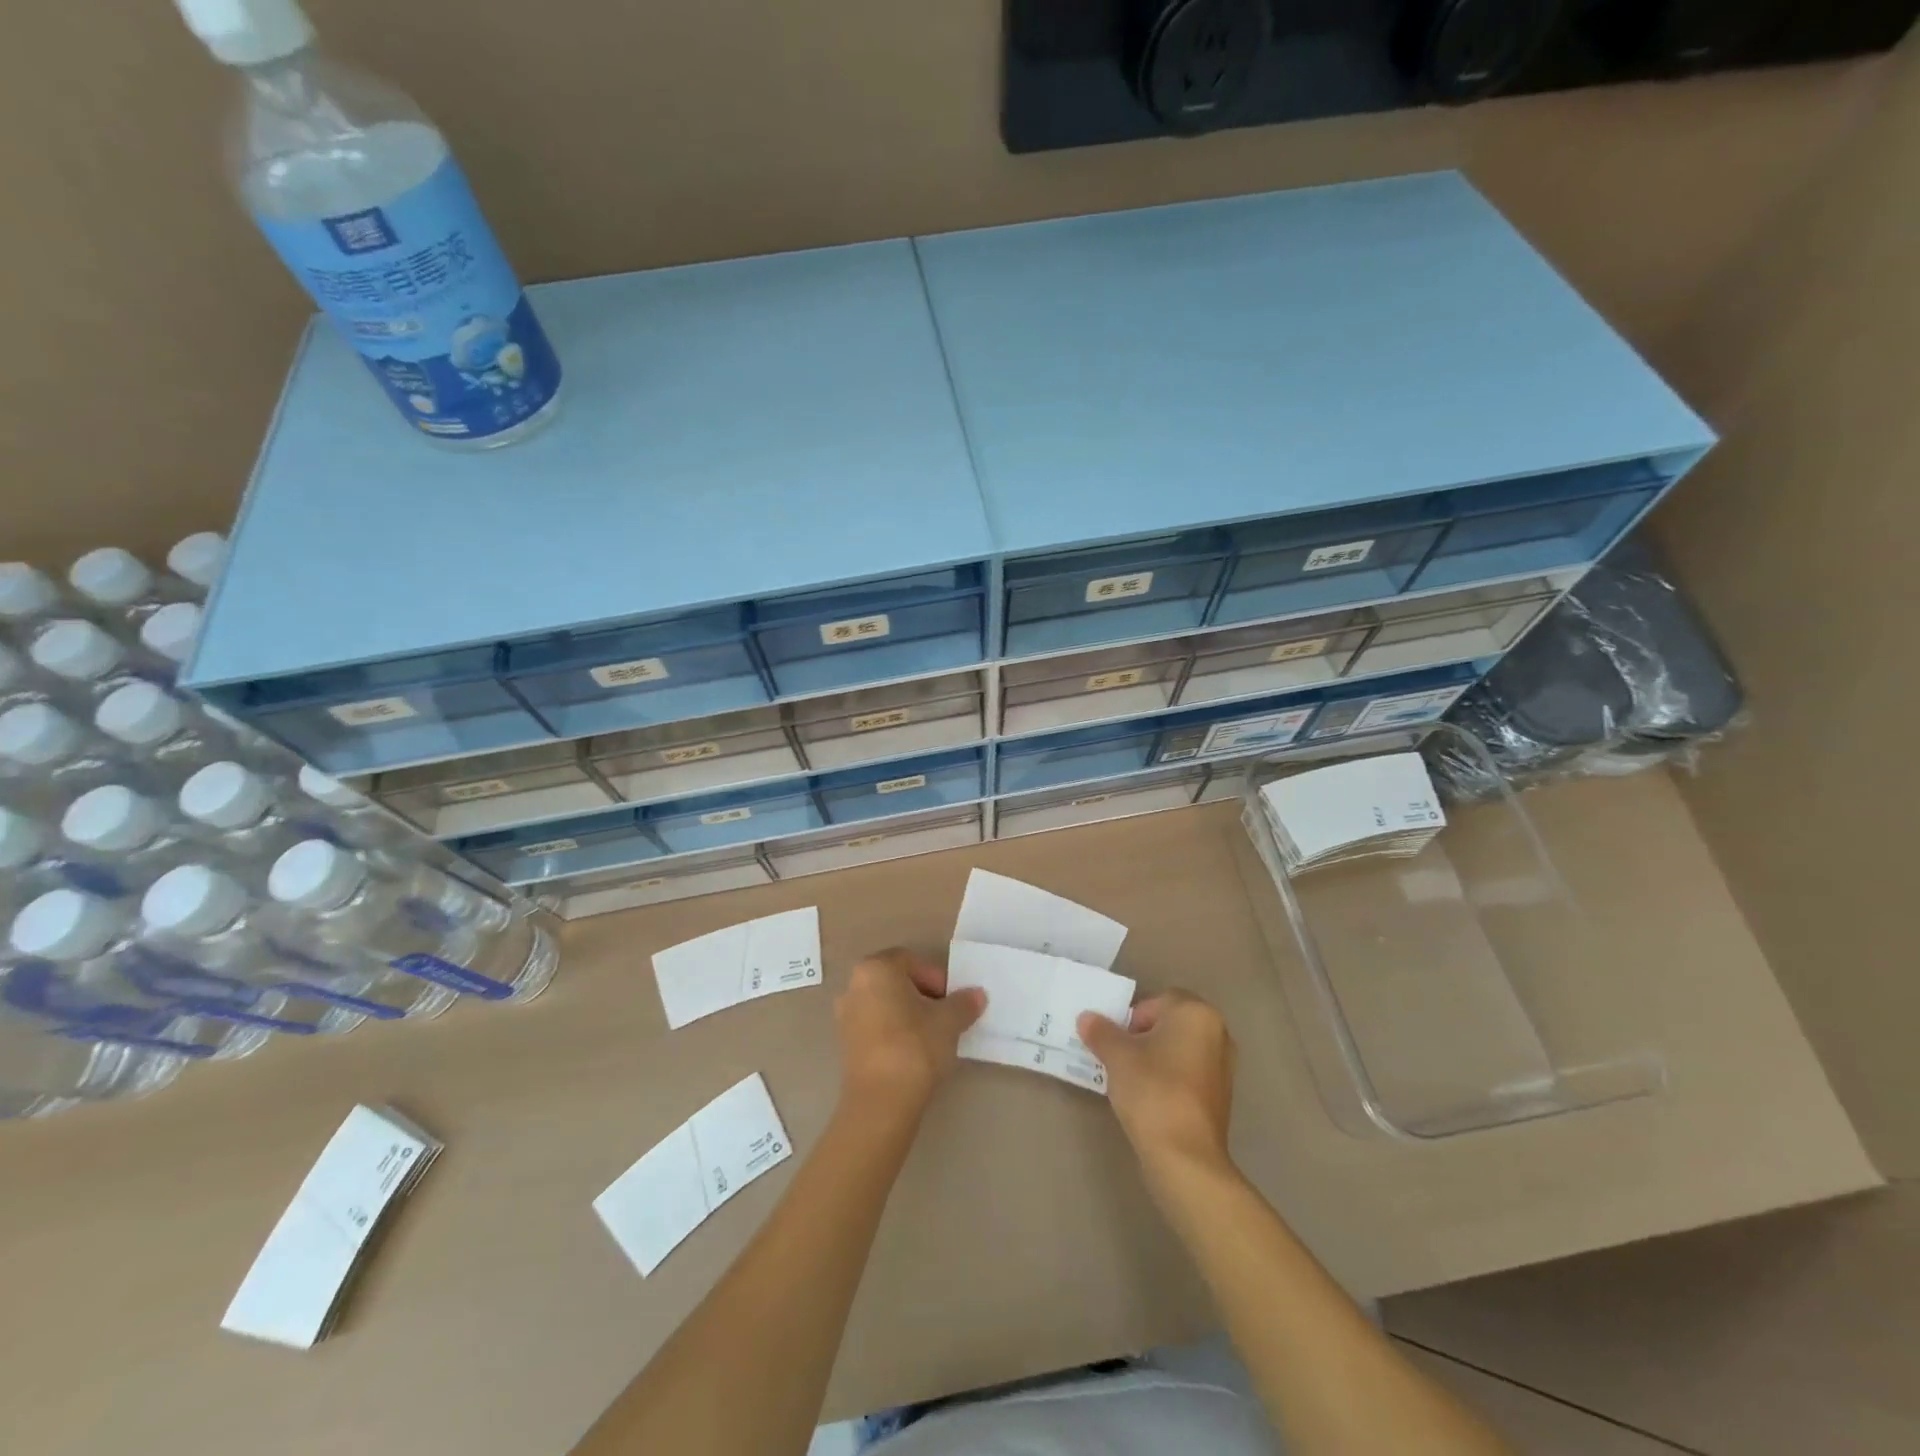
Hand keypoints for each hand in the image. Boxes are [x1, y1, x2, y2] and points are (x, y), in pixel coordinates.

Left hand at [835, 948, 986, 1117]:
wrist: (880, 1102)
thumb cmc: (915, 1047)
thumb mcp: (949, 1022)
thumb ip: (963, 1003)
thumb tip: (977, 995)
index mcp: (876, 969)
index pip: (911, 961)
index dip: (936, 978)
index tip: (952, 1001)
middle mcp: (854, 985)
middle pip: (896, 981)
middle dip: (923, 995)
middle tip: (945, 1016)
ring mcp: (845, 1016)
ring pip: (885, 1004)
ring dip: (908, 1014)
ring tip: (932, 1037)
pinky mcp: (845, 1044)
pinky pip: (875, 1026)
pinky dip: (894, 1032)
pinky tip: (913, 1053)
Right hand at [1078, 991, 1235, 1175]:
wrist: (1186, 1156)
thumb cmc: (1153, 1091)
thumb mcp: (1117, 1056)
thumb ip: (1101, 1031)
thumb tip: (1087, 1018)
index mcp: (1196, 1013)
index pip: (1156, 1001)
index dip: (1131, 1018)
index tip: (1117, 1042)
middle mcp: (1217, 1032)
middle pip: (1170, 1023)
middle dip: (1143, 1036)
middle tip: (1120, 1057)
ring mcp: (1224, 1065)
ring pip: (1179, 1048)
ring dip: (1156, 1057)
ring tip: (1132, 1079)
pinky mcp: (1222, 1094)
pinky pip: (1189, 1072)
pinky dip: (1170, 1077)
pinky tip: (1151, 1098)